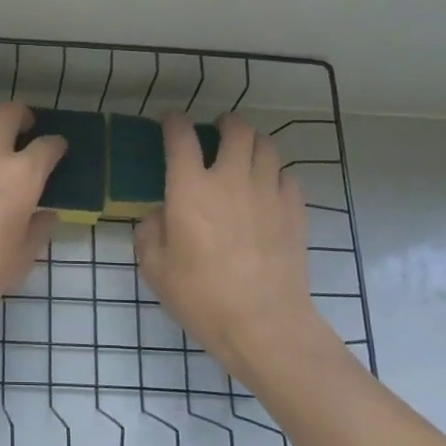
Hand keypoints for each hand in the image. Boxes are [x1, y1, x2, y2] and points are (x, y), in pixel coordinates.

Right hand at [135, 112, 340, 382]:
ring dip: (252, 143)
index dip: (174, 123)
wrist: (264, 324)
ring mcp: (268, 193)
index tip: (170, 122)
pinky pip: (288, 176)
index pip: (181, 138)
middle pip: (236, 130)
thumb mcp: (155, 269)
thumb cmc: (201, 297)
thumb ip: (150, 233)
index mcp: (190, 190)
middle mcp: (231, 180)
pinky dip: (275, 173)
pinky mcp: (295, 212)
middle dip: (225, 123)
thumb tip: (159, 215)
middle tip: (217, 130)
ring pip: (267, 147)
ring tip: (244, 153)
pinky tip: (268, 188)